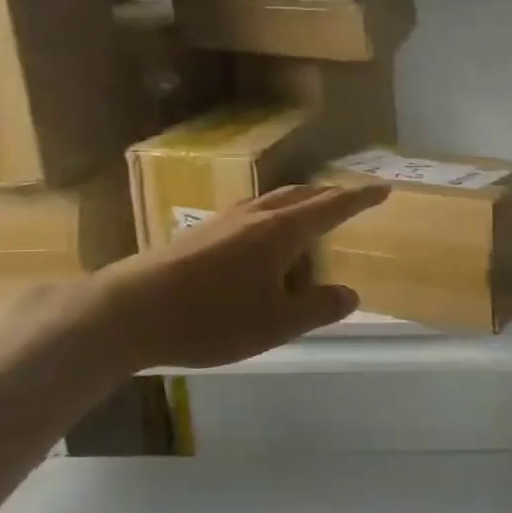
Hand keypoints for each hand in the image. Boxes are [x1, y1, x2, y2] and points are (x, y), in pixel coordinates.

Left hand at [87, 183, 389, 371]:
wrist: (128, 313)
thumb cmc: (211, 318)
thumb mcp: (276, 323)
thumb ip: (318, 308)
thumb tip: (350, 294)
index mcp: (281, 231)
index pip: (332, 207)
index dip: (360, 198)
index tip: (383, 189)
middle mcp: (255, 216)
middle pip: (302, 195)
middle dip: (331, 195)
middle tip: (351, 199)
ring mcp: (223, 221)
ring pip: (273, 200)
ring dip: (300, 201)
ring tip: (310, 214)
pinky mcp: (199, 233)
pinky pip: (251, 213)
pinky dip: (273, 215)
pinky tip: (262, 237)